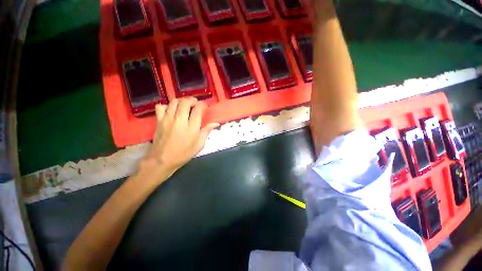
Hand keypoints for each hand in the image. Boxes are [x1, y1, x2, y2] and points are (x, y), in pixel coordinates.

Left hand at [141, 97, 218, 179]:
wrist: (162, 160)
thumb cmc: (183, 153)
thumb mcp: (199, 144)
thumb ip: (207, 131)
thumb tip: (216, 123)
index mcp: (192, 127)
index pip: (198, 109)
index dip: (202, 105)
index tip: (204, 107)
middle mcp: (180, 120)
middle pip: (185, 102)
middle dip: (192, 100)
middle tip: (195, 103)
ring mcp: (168, 119)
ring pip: (174, 102)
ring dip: (181, 101)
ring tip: (184, 105)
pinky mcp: (159, 120)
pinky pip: (160, 107)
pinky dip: (166, 106)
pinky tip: (170, 110)